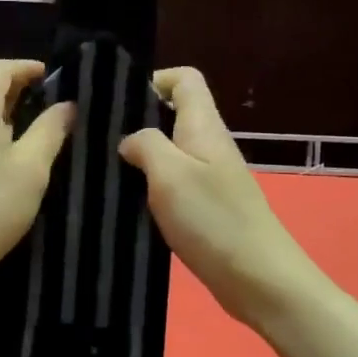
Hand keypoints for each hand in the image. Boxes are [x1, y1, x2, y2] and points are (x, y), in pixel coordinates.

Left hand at [0, 59, 75, 299]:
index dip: (30, 68)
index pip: (1, 68)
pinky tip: (9, 152)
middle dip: (19, 88)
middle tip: (55, 105)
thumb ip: (52, 129)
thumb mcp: (32, 168)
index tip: (59, 80)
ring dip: (5, 111)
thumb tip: (67, 105)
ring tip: (38, 128)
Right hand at [118, 67, 322, 328]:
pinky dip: (151, 187)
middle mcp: (209, 145)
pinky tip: (129, 203)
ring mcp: (211, 177)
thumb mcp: (169, 174)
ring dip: (142, 158)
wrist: (257, 277)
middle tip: (100, 141)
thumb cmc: (212, 219)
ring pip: (171, 151)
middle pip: (174, 114)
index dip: (154, 80)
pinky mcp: (207, 207)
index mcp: (204, 126)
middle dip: (138, 121)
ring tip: (106, 172)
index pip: (185, 79)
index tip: (120, 103)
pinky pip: (174, 183)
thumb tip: (130, 139)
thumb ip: (146, 145)